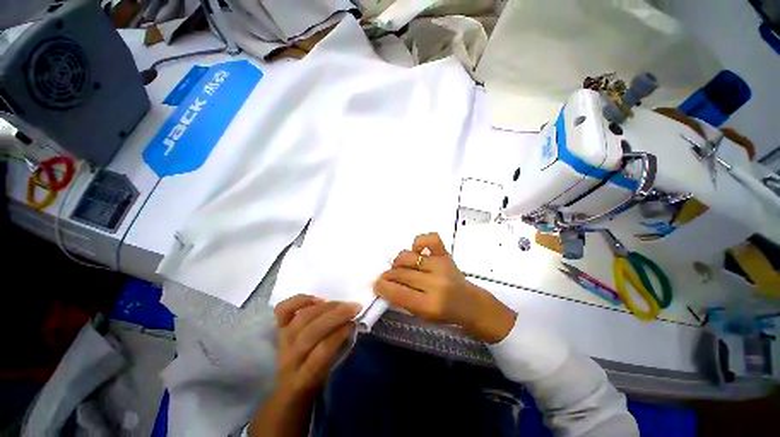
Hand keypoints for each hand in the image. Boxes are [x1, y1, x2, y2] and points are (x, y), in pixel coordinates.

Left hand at [249, 295, 360, 436]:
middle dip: (335, 317)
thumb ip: (337, 351)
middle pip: (310, 333)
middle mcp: (289, 358)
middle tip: (353, 307)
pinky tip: (317, 299)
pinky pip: (283, 310)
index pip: (320, 353)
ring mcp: (282, 341)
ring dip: (325, 307)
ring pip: (301, 319)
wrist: (289, 386)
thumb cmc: (315, 380)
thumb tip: (349, 324)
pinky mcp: (278, 329)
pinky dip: (299, 300)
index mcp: (303, 377)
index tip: (353, 323)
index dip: (337, 335)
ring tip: (341, 303)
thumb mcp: (328, 374)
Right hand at [374, 233, 516, 343]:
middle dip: (387, 276)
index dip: (382, 287)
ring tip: (400, 268)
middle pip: (401, 273)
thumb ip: (403, 301)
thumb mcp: (422, 316)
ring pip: (408, 257)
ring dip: (398, 262)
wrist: (471, 304)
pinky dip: (419, 242)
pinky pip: (429, 239)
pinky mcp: (446, 254)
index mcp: (430, 305)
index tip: (376, 285)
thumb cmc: (445, 314)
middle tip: (385, 278)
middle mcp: (436, 283)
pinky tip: (417, 251)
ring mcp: (441, 265)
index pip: (398, 293)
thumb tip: (384, 285)